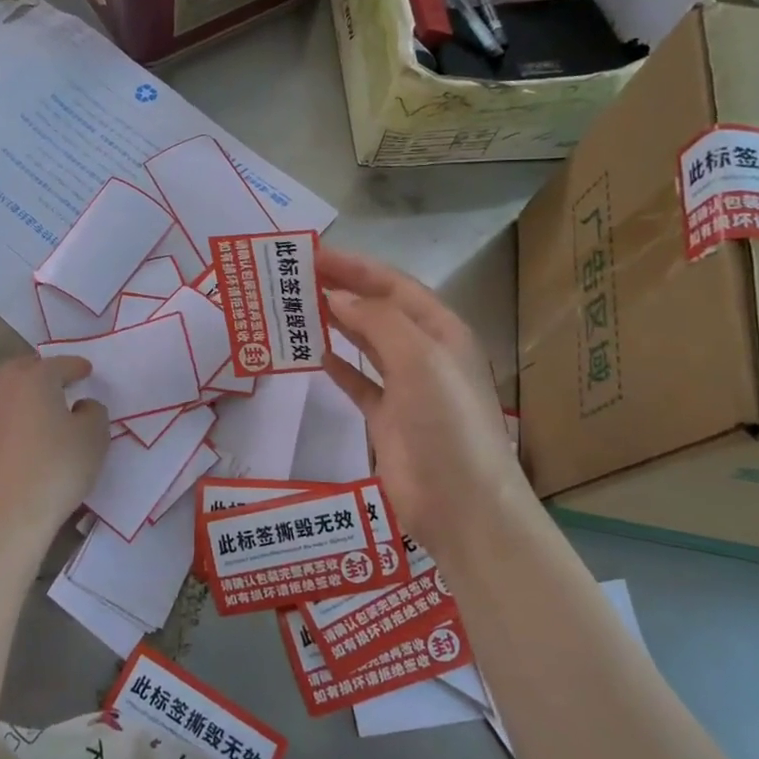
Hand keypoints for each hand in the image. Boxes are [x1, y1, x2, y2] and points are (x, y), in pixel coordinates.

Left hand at [0, 354, 109, 542]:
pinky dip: (12, 414)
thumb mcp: (94, 435)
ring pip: (6, 390)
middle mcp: (5, 387)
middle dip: (43, 371)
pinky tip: (25, 430)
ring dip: (23, 391)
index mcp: (35, 377)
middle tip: (61, 381)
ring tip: (40, 405)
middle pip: (25, 369)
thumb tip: (81, 406)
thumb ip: (93, 411)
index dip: (77, 367)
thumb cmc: (58, 466)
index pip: (60, 364)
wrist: (10, 512)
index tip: (87, 371)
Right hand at [319, 246, 535, 553]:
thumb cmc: (446, 422)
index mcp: (441, 330)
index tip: (313, 253)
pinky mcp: (387, 419)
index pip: (393, 285)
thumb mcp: (419, 359)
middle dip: (342, 289)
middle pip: (378, 310)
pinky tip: (314, 354)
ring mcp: (406, 387)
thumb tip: (339, 297)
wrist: (462, 505)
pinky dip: (337, 366)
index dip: (355, 266)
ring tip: (297, 306)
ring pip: (365, 343)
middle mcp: (424, 352)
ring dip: (336, 323)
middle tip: (296, 276)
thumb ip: (377, 321)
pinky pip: (358, 382)